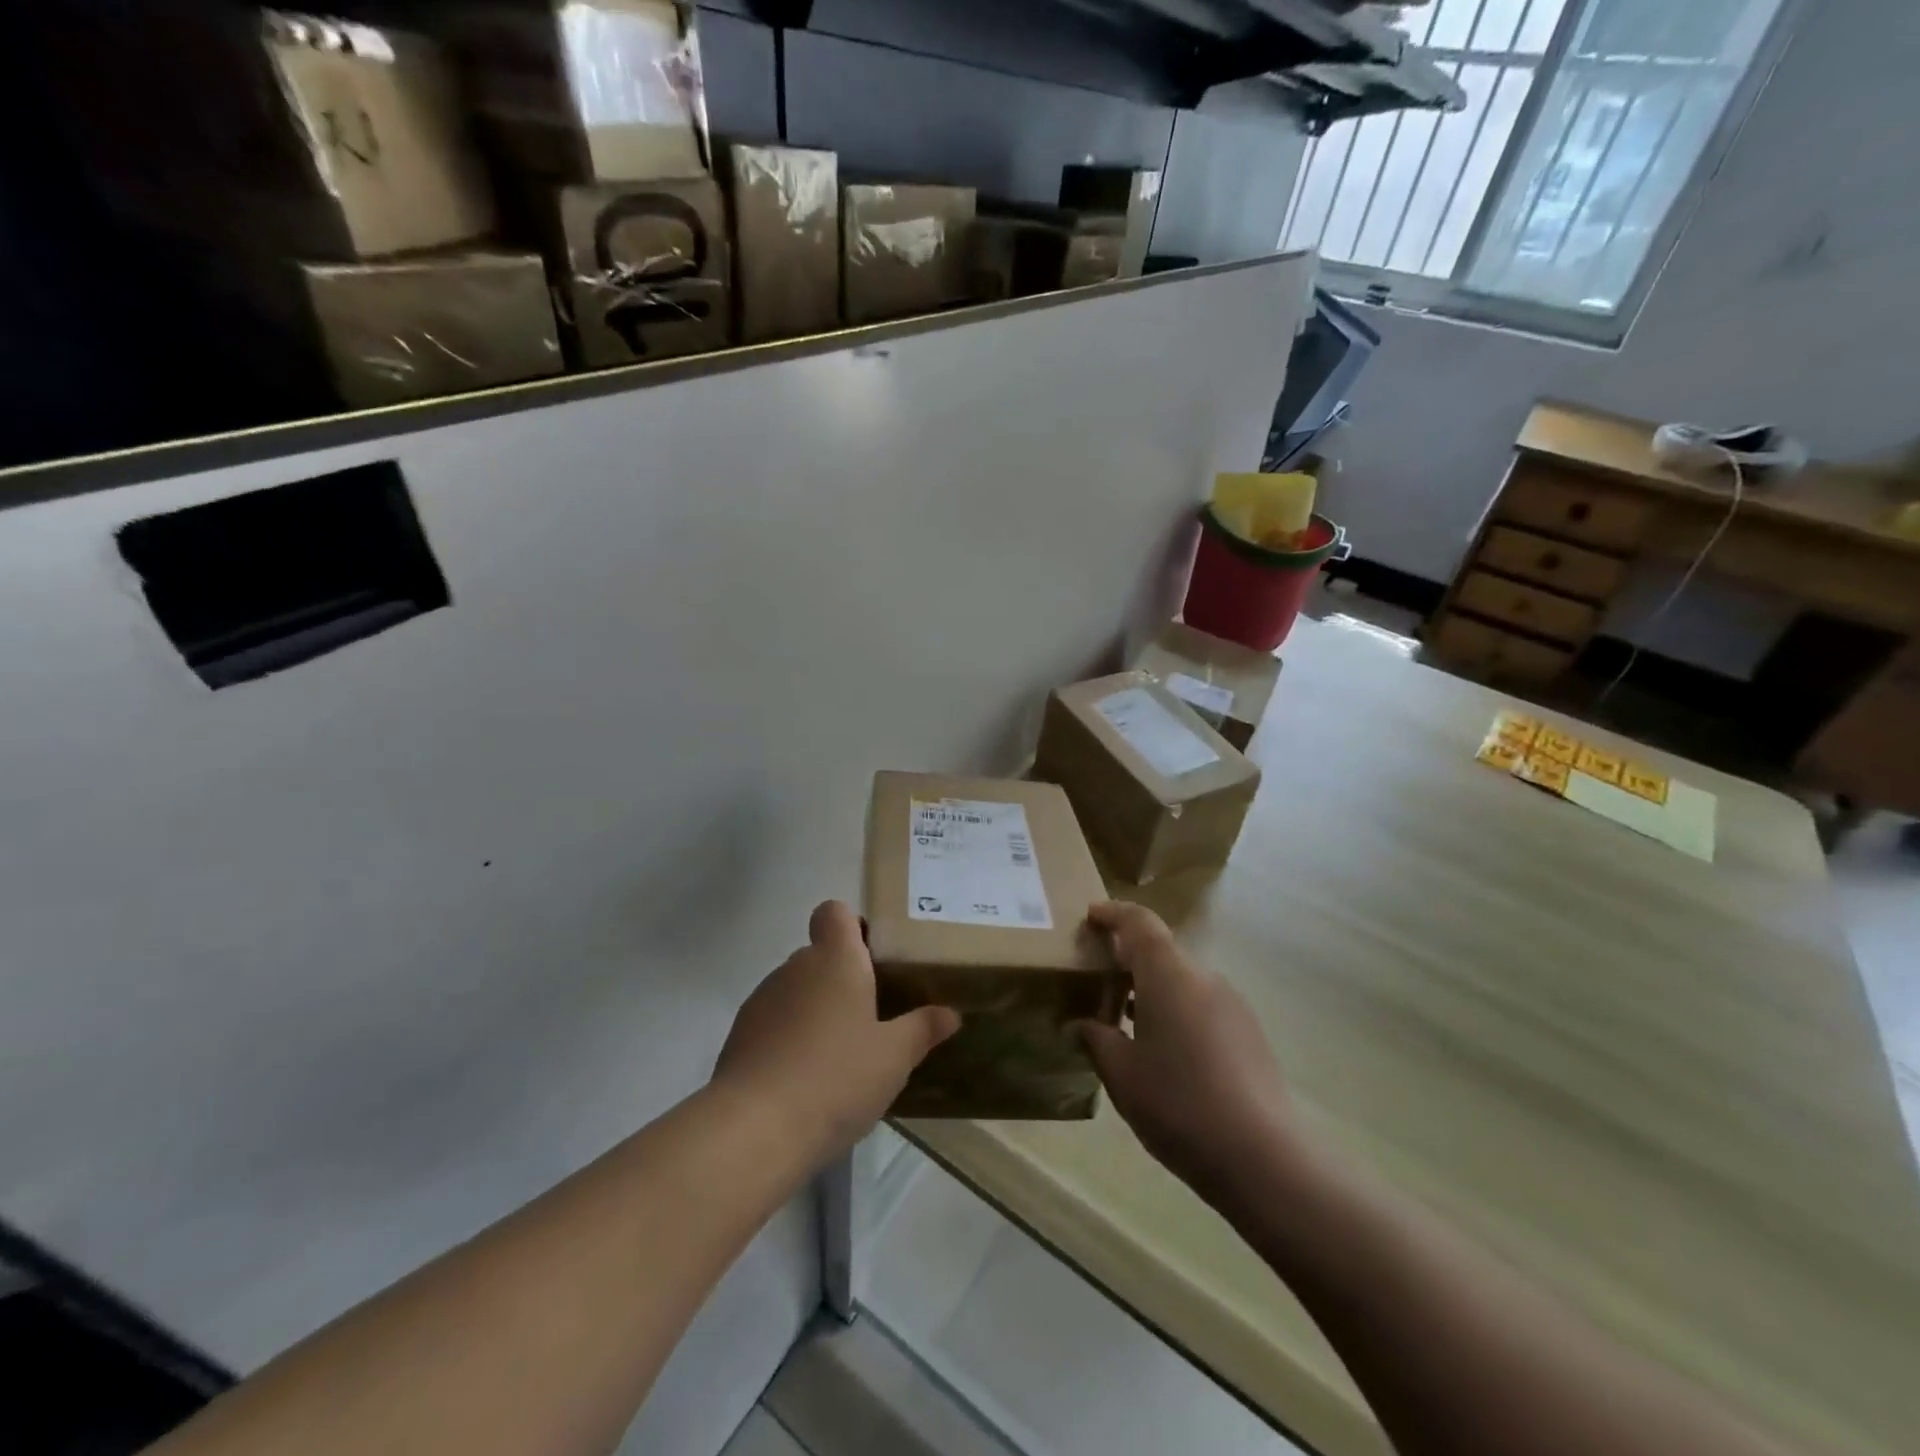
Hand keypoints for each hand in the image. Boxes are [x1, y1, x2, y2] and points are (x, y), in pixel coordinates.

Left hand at [714, 901, 959, 1160]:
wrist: (754, 1129)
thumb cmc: (836, 1077)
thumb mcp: (894, 1057)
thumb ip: (922, 1029)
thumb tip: (950, 1013)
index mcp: (835, 959)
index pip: (834, 912)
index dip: (851, 926)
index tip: (872, 958)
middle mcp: (794, 968)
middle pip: (819, 956)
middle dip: (841, 980)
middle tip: (871, 1019)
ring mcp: (761, 1001)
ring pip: (795, 992)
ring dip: (814, 1012)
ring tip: (839, 1058)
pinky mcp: (738, 1038)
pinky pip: (773, 1025)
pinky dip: (789, 1041)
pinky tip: (806, 1083)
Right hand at [1077, 901, 1299, 1209]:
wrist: (1262, 1156)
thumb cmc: (1178, 1104)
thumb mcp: (1122, 1074)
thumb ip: (1095, 1039)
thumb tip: (1076, 1025)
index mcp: (1169, 975)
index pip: (1139, 923)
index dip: (1113, 914)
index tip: (1091, 917)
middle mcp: (1203, 978)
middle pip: (1162, 951)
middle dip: (1129, 958)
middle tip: (1098, 978)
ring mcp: (1232, 1005)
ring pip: (1183, 981)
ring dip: (1153, 988)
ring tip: (1125, 1019)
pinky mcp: (1249, 1033)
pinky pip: (1203, 1006)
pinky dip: (1177, 1011)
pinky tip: (1164, 1051)